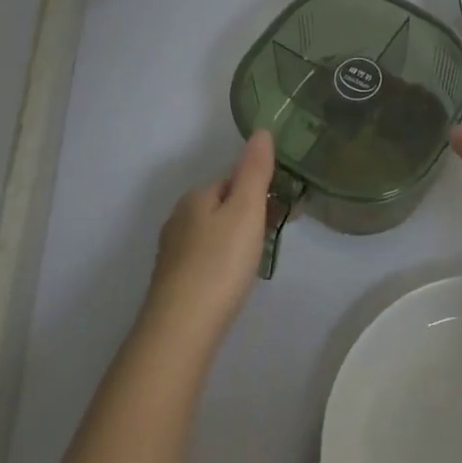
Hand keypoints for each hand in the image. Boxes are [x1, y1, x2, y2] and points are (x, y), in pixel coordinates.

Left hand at [142, 131, 274, 347]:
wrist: (180, 331)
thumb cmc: (219, 263)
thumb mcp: (246, 209)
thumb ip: (255, 170)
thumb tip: (261, 130)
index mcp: (196, 196)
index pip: (234, 178)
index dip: (262, 187)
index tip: (287, 205)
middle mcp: (180, 218)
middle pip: (224, 204)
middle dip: (252, 211)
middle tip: (280, 229)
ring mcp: (174, 252)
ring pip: (216, 232)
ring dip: (240, 236)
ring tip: (262, 254)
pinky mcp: (174, 282)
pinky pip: (208, 257)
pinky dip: (226, 259)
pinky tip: (235, 277)